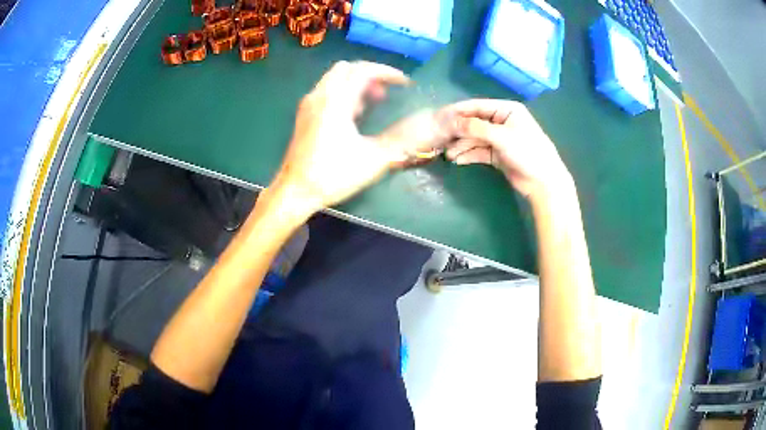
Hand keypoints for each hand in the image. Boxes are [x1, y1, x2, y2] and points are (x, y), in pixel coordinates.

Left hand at [270, 61, 453, 213]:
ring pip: (334, 78)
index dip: (387, 72)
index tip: (405, 83)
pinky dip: (343, 92)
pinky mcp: (304, 116)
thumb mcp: (373, 159)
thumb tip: (423, 127)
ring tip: (373, 102)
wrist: (296, 191)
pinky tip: (353, 114)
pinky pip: (326, 91)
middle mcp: (320, 96)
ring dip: (356, 83)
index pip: (363, 71)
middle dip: (370, 74)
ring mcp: (309, 105)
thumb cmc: (333, 175)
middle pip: (346, 68)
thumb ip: (400, 140)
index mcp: (336, 102)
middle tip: (386, 91)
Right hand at [440, 99, 572, 201]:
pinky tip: (458, 160)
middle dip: (459, 132)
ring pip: (476, 139)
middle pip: (475, 123)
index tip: (440, 115)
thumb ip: (476, 128)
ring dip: (462, 146)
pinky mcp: (498, 154)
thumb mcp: (501, 137)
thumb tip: (452, 122)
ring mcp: (500, 138)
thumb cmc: (527, 152)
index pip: (478, 106)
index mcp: (506, 110)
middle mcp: (502, 121)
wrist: (543, 182)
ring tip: (448, 155)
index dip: (459, 111)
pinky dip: (469, 155)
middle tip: (441, 138)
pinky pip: (479, 151)